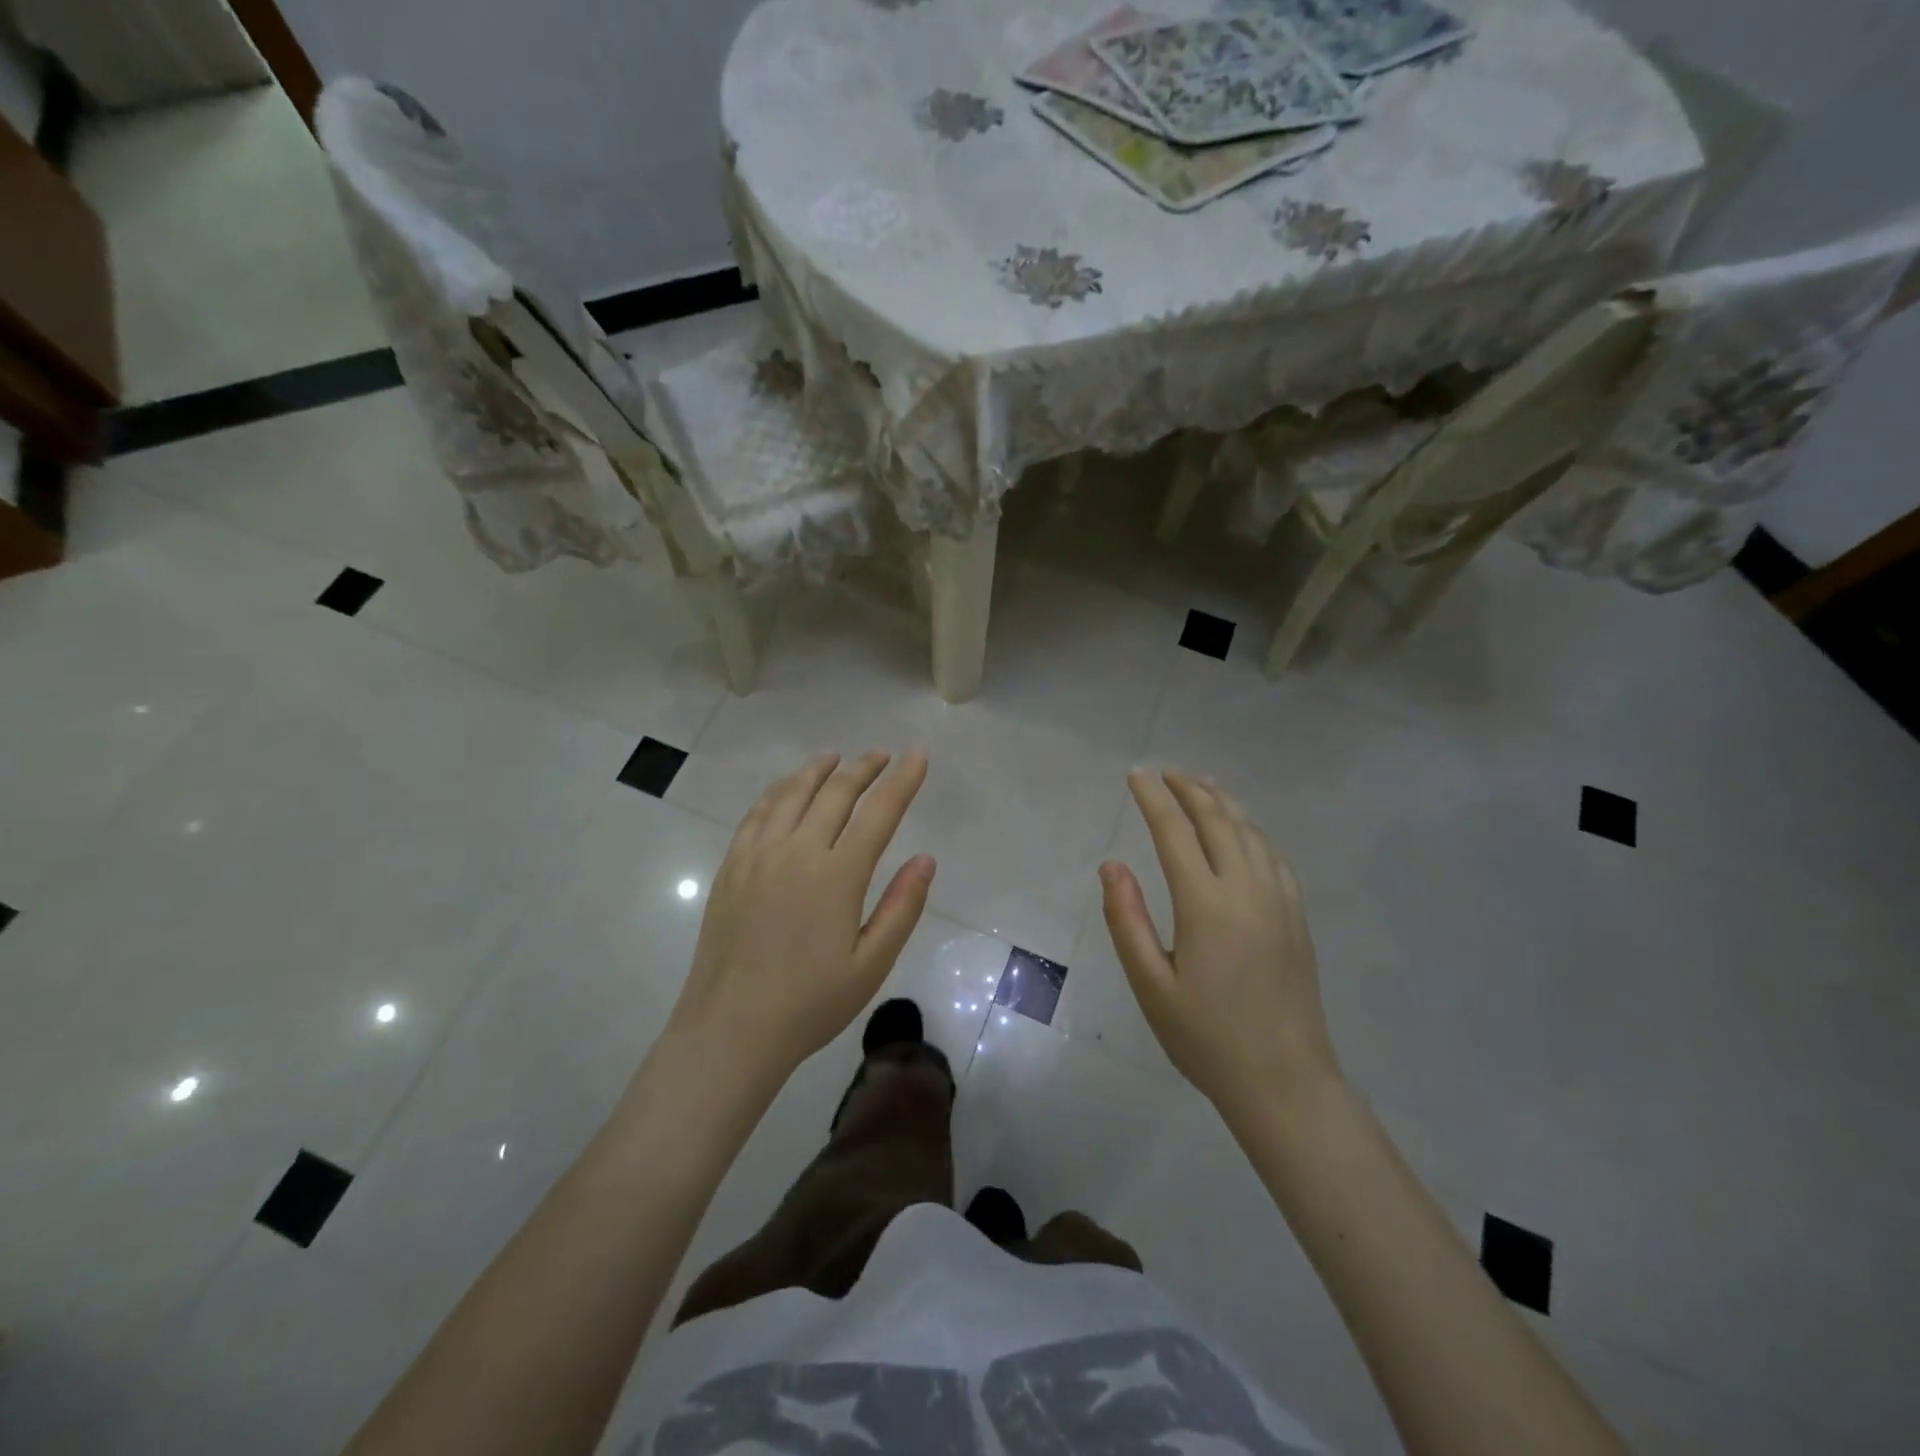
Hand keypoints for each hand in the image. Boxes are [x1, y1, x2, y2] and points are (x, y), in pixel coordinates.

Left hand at [666, 752, 935, 1081]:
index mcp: (837, 875)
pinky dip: (778, 791)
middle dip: (864, 768)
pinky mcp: (731, 867)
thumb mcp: (871, 964)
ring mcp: (758, 855)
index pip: (878, 812)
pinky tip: (786, 789)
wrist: (731, 1029)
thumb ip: (901, 907)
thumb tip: (925, 859)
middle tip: (882, 755)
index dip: (902, 781)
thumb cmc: (810, 1004)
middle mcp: (797, 851)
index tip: (918, 756)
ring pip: (791, 794)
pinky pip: (757, 813)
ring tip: (836, 758)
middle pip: (835, 793)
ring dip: (818, 770)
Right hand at [1100, 770, 1338, 1118]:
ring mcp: (1279, 900)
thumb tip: (1111, 865)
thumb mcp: (1151, 985)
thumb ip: (1127, 920)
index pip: (1174, 832)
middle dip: (1188, 789)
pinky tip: (1242, 829)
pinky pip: (1273, 854)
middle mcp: (1246, 889)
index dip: (1153, 799)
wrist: (1284, 1081)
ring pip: (1250, 831)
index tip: (1136, 775)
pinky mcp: (1297, 915)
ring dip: (1222, 801)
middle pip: (1217, 820)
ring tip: (1200, 784)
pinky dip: (1251, 828)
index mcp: (1206, 904)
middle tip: (1164, 772)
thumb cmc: (1206, 1037)